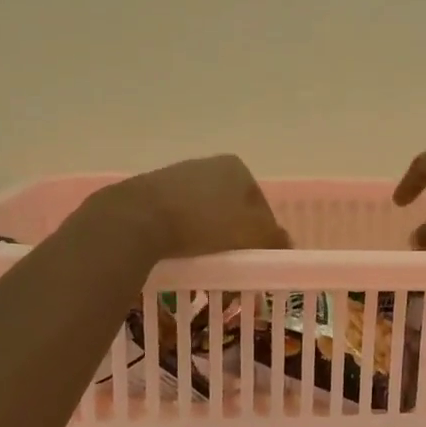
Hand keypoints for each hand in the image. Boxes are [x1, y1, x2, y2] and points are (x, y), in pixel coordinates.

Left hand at [100, 155, 291, 258]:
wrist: (138, 219)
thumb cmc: (204, 223)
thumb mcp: (251, 234)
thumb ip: (273, 238)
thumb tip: (288, 243)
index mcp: (236, 168)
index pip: (260, 205)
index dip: (263, 235)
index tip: (257, 258)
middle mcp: (207, 165)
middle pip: (232, 208)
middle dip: (235, 234)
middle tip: (234, 262)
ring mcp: (176, 176)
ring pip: (204, 213)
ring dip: (209, 235)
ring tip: (207, 261)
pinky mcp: (150, 193)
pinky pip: (178, 218)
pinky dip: (184, 234)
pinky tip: (181, 252)